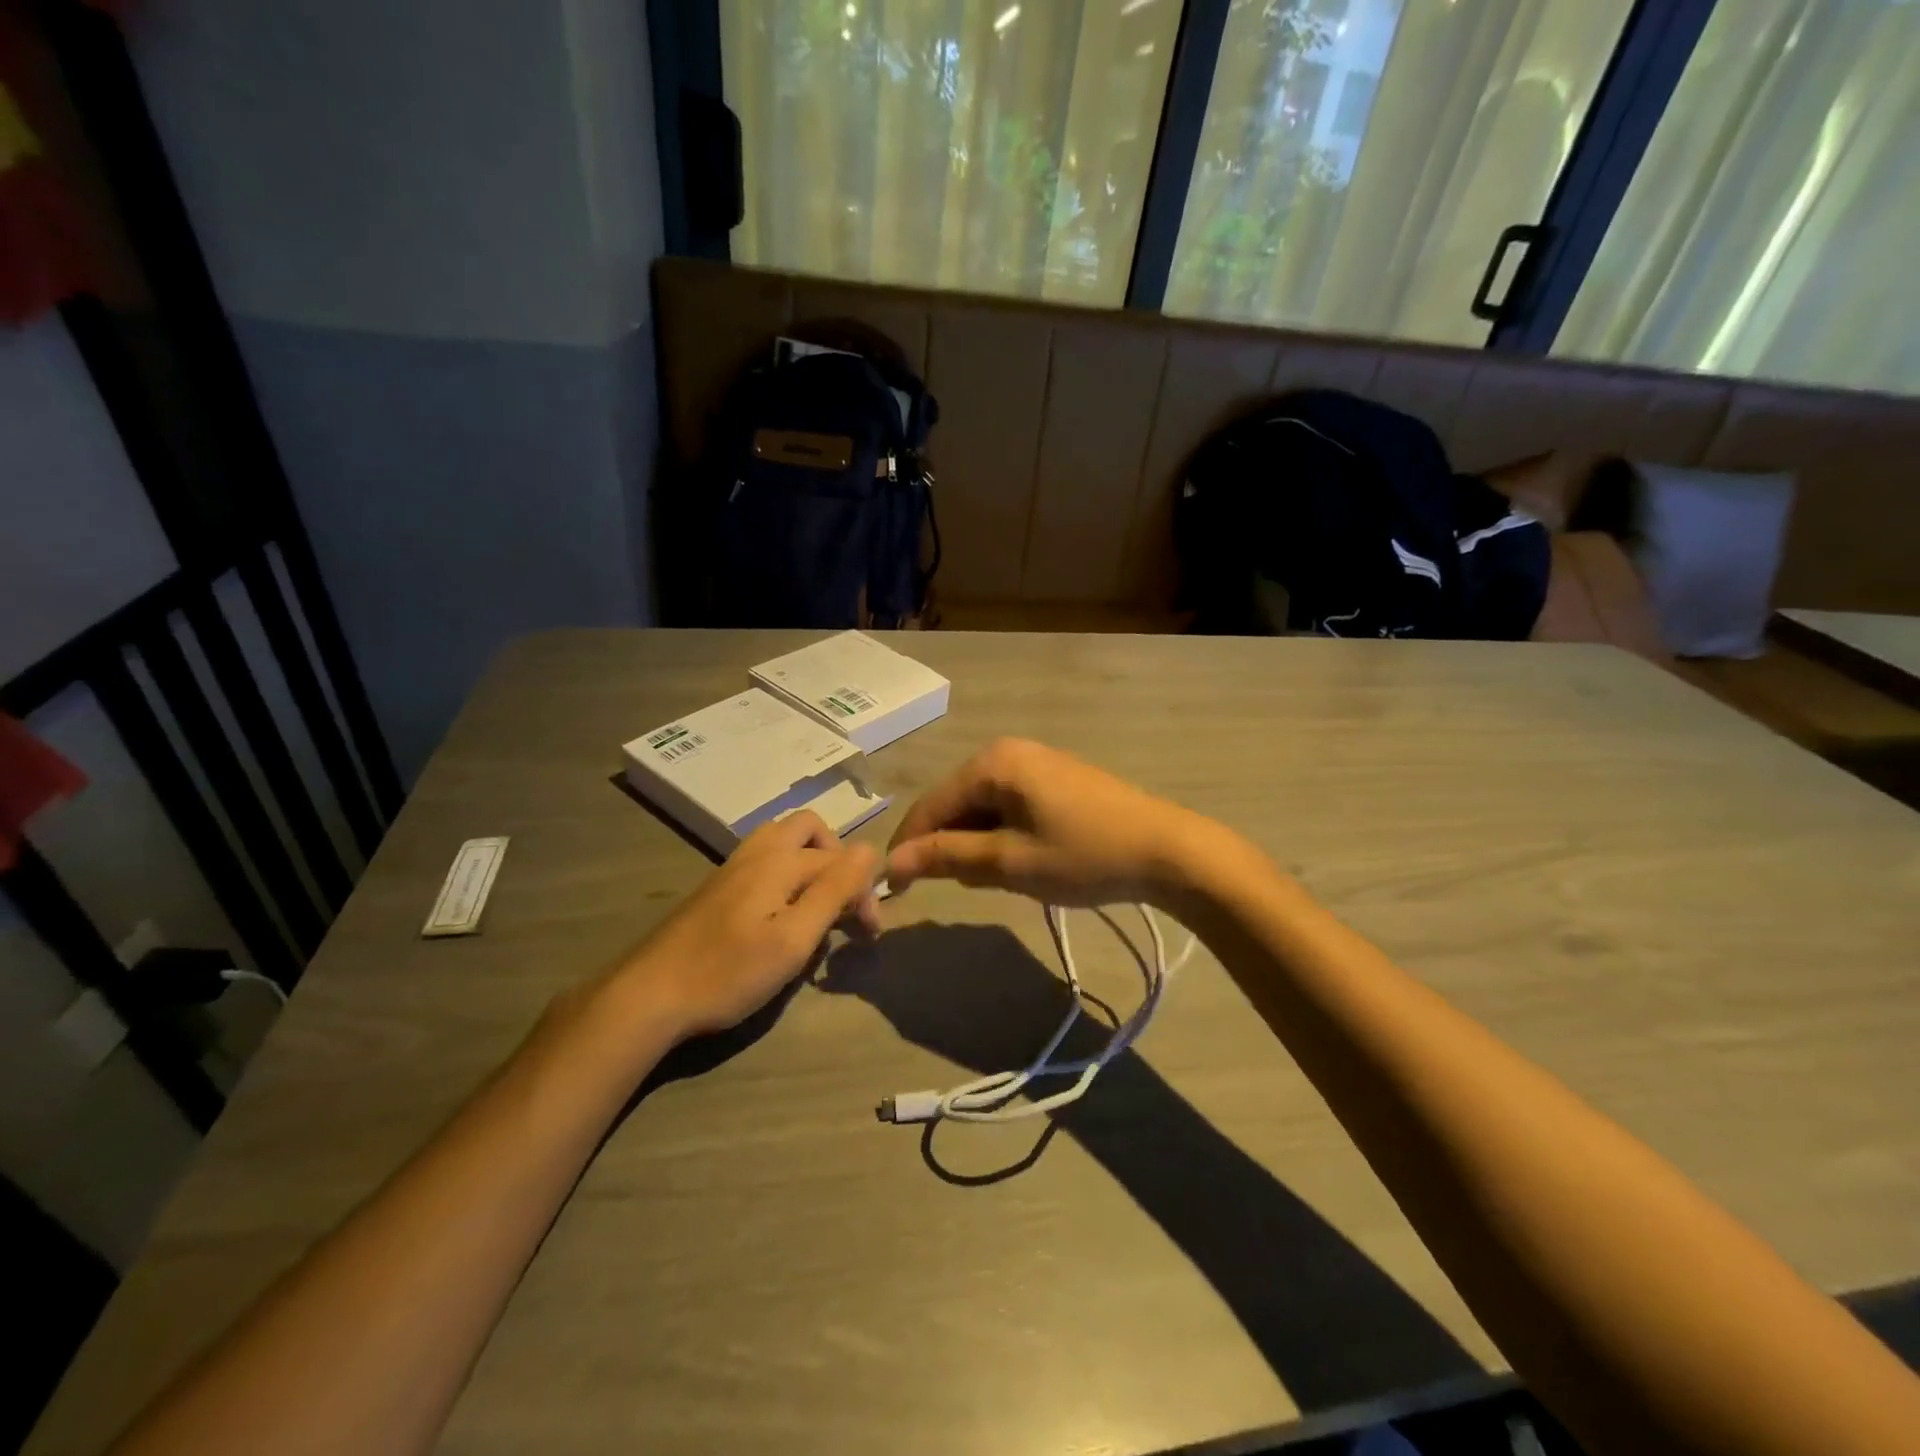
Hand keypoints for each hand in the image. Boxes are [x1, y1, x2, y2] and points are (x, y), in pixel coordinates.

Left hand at [610, 812, 880, 1038]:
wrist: (649, 995)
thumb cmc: (728, 972)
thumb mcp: (793, 938)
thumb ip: (834, 891)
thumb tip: (870, 850)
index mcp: (780, 859)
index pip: (841, 861)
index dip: (864, 894)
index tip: (868, 936)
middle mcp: (758, 851)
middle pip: (810, 830)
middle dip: (837, 861)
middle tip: (844, 905)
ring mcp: (734, 867)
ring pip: (785, 842)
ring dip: (811, 864)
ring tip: (817, 906)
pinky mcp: (719, 887)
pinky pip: (765, 860)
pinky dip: (787, 875)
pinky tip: (782, 916)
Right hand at [885, 738, 1221, 908]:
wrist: (1166, 851)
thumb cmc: (1082, 856)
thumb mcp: (1008, 861)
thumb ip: (947, 857)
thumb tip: (892, 861)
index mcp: (991, 763)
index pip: (930, 805)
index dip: (909, 846)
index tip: (893, 887)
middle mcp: (1008, 751)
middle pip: (955, 801)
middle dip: (947, 844)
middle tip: (957, 888)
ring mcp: (1035, 761)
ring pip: (982, 805)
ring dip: (976, 841)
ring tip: (995, 878)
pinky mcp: (1055, 777)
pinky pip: (1009, 804)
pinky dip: (1002, 833)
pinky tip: (1020, 859)